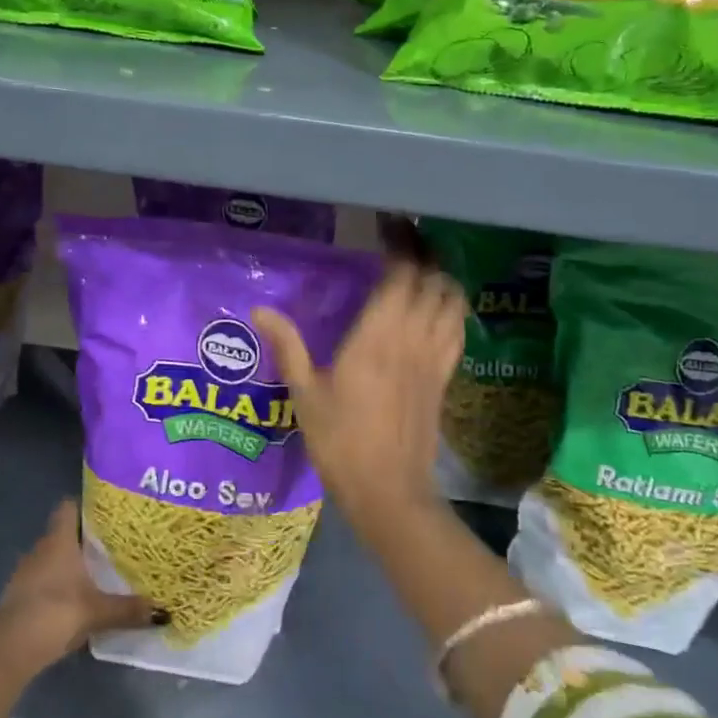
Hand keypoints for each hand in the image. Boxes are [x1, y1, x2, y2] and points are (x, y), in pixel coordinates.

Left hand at [0, 500, 161, 670]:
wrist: (10, 649)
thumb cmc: (56, 612)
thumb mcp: (98, 611)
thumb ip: (129, 609)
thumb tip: (164, 611)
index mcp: (58, 540)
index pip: (68, 506)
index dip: (86, 505)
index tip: (107, 512)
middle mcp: (41, 548)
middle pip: (63, 532)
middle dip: (85, 538)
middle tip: (113, 544)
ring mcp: (26, 572)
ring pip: (52, 557)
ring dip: (70, 563)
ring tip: (98, 571)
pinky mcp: (19, 595)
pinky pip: (44, 579)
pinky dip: (59, 584)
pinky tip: (76, 598)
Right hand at [253, 262, 465, 534]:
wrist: (388, 491)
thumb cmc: (339, 441)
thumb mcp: (304, 393)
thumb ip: (287, 345)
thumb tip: (259, 309)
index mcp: (377, 336)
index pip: (401, 275)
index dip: (400, 246)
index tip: (388, 227)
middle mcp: (412, 338)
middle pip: (433, 280)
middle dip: (423, 255)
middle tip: (402, 242)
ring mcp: (434, 358)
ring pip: (453, 302)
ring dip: (442, 279)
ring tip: (421, 270)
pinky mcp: (445, 378)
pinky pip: (458, 330)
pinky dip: (452, 310)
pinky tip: (436, 310)